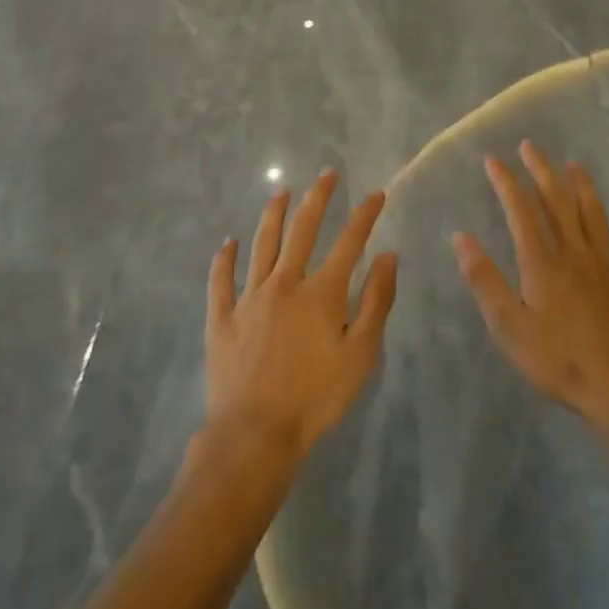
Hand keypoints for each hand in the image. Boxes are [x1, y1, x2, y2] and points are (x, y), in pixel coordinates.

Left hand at [206, 170, 398, 458]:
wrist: (254, 434)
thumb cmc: (315, 398)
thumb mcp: (360, 355)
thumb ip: (376, 302)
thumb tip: (387, 255)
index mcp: (321, 292)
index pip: (349, 241)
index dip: (365, 215)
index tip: (376, 194)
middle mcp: (284, 282)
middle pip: (302, 229)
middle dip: (317, 198)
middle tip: (327, 174)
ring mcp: (250, 297)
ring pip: (262, 244)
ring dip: (272, 214)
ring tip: (280, 192)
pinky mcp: (222, 317)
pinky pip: (221, 280)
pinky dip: (224, 259)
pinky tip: (227, 243)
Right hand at [454, 142, 608, 433]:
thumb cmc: (560, 362)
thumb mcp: (508, 327)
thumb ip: (484, 280)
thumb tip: (460, 236)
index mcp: (542, 262)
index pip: (520, 211)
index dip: (506, 183)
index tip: (493, 160)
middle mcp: (575, 253)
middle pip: (558, 202)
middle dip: (542, 171)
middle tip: (531, 147)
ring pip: (594, 216)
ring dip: (583, 187)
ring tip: (575, 164)